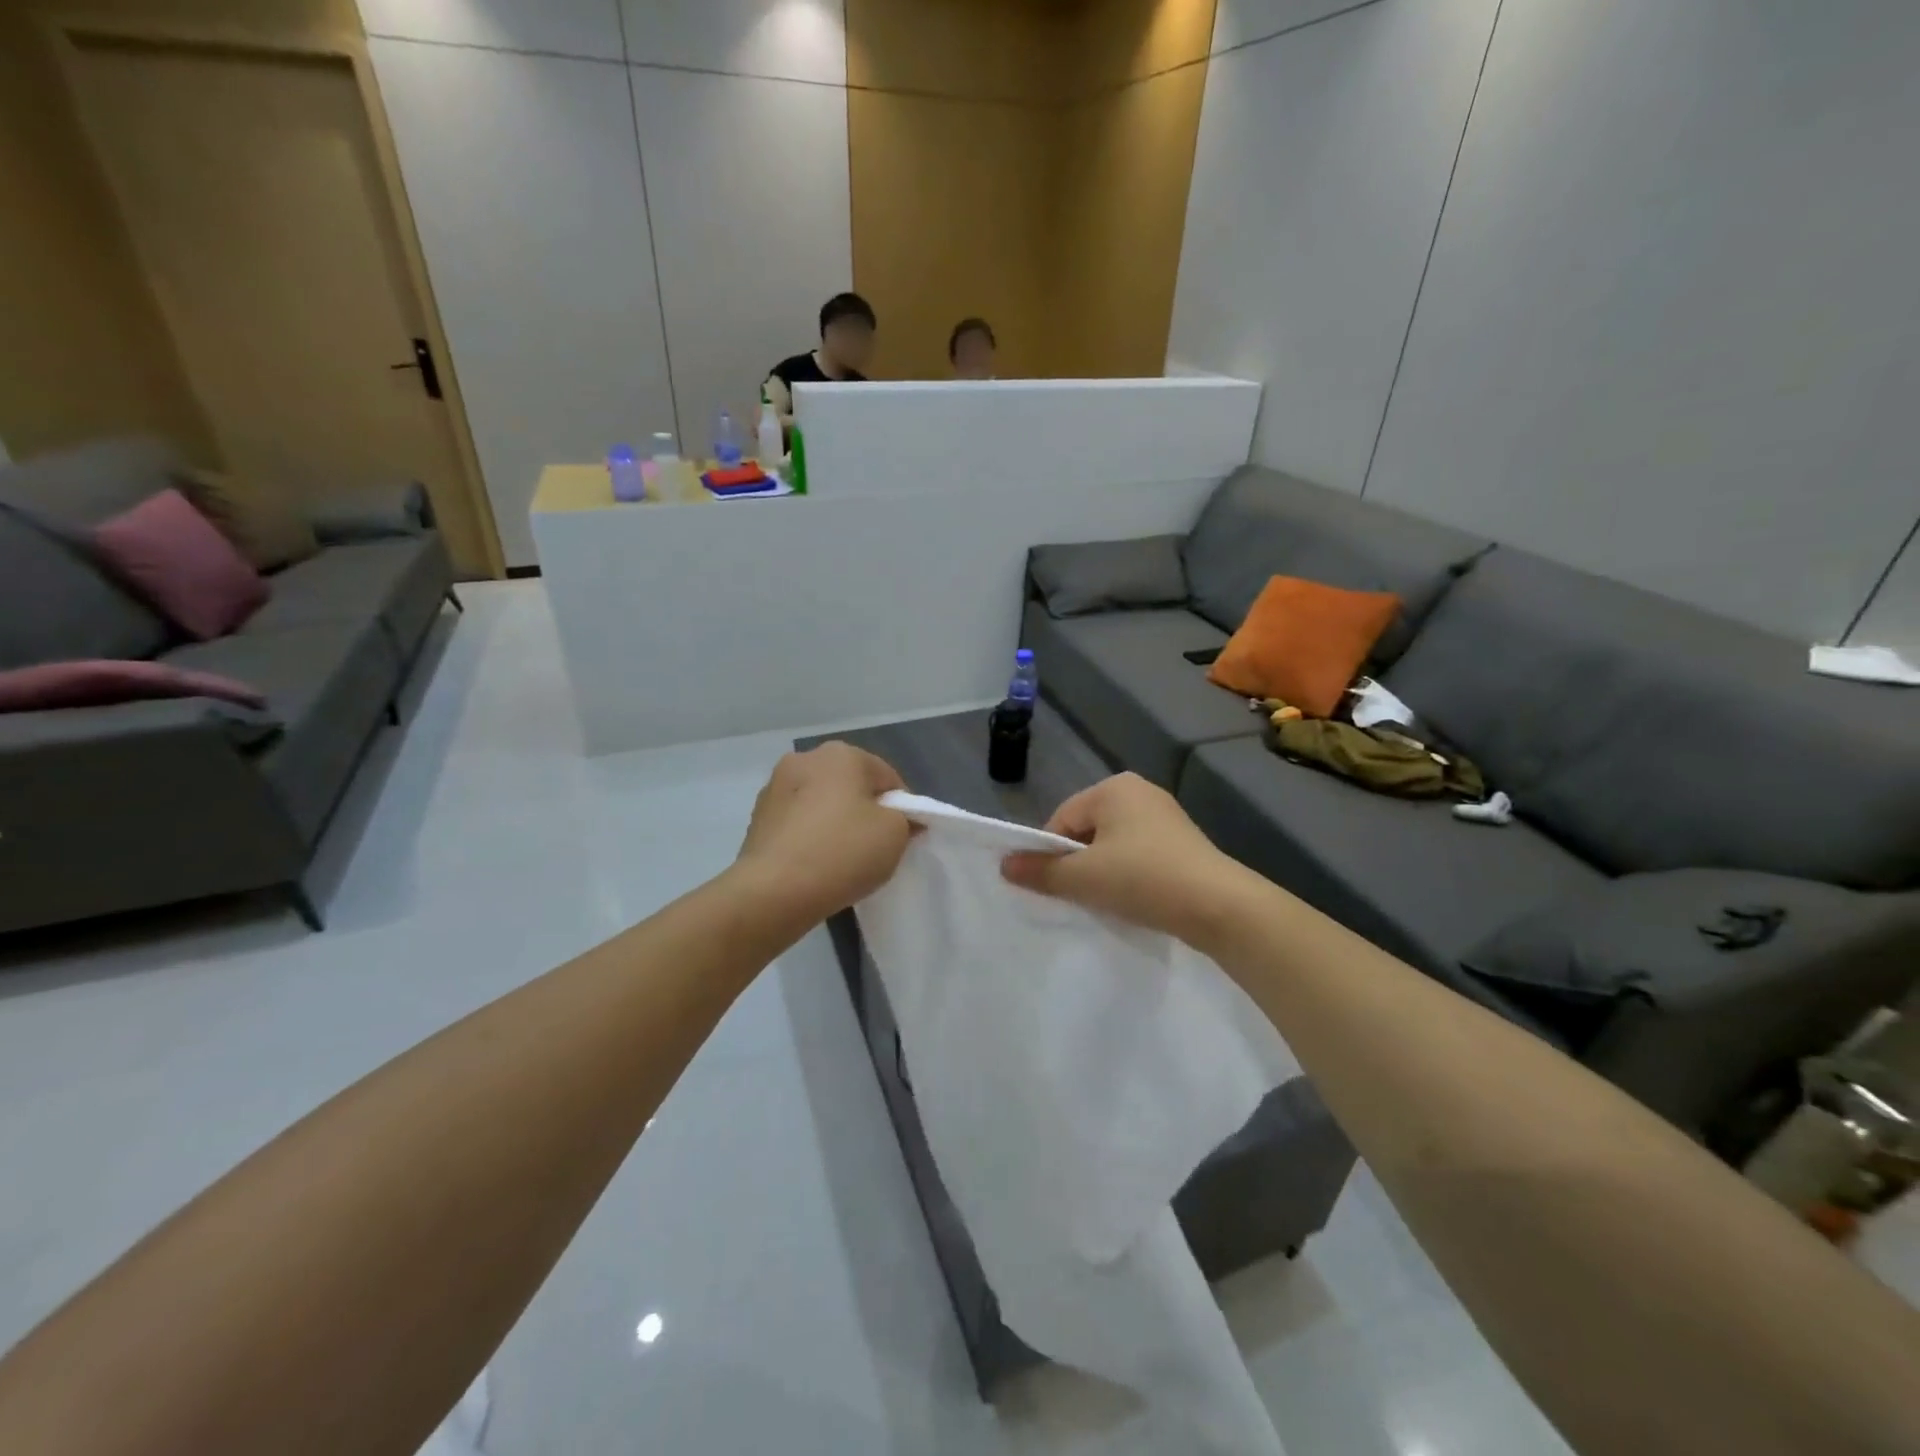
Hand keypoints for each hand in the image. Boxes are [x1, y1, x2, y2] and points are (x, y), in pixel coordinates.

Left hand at [735, 743, 912, 921]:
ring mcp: (775, 787)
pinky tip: (815, 864)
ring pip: (821, 803)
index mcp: (841, 754)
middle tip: (875, 847)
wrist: (773, 891)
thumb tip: (900, 818)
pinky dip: (810, 836)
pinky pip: (798, 823)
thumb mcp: (896, 834)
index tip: (904, 837)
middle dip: (865, 811)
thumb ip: (906, 819)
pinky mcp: (757, 817)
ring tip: (842, 860)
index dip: (902, 808)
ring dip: (835, 822)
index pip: (887, 778)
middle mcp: (804, 759)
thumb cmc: (843, 852)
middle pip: (851, 785)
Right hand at [1001, 773, 1253, 946]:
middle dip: (1078, 863)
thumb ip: (1041, 871)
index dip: (1050, 853)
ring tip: (1107, 901)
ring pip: (1113, 844)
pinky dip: (1128, 875)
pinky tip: (1133, 899)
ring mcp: (1165, 816)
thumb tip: (1004, 865)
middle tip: (1079, 896)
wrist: (1220, 906)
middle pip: (1087, 829)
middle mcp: (1139, 791)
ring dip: (1102, 871)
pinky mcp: (1182, 842)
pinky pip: (1138, 854)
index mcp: (1114, 788)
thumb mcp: (1084, 878)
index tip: (1054, 886)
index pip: (1062, 818)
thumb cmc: (1143, 879)